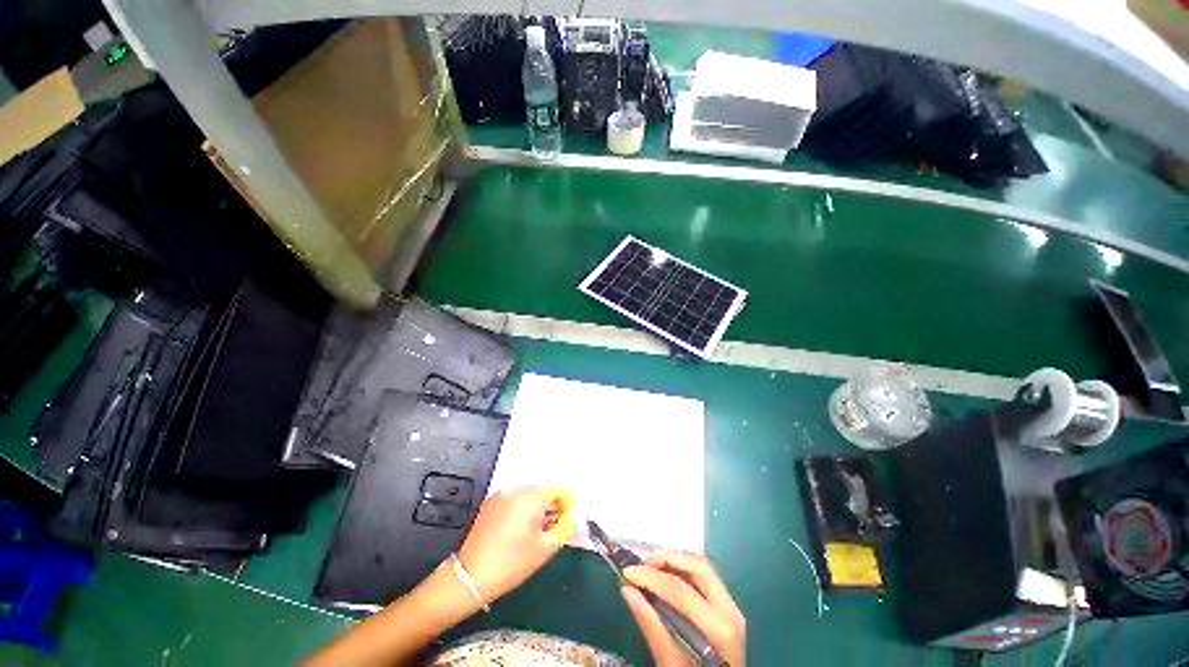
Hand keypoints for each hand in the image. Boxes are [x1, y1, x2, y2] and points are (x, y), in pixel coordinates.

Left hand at [456, 486, 570, 603]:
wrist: (470, 577)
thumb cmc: (511, 563)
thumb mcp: (545, 548)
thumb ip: (563, 529)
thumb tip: (569, 520)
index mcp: (531, 496)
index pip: (558, 490)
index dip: (566, 505)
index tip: (566, 520)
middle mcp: (515, 489)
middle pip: (542, 491)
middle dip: (550, 506)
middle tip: (553, 528)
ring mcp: (500, 495)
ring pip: (527, 496)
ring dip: (536, 508)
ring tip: (535, 531)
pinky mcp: (489, 504)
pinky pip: (512, 500)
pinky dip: (520, 510)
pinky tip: (518, 531)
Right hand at [621, 551, 745, 666]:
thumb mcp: (670, 663)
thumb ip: (651, 626)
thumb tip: (628, 590)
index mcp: (718, 627)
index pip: (680, 590)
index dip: (651, 577)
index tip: (627, 572)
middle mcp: (729, 610)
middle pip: (697, 567)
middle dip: (667, 559)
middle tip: (642, 564)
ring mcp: (731, 606)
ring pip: (702, 567)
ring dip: (675, 561)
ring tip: (651, 567)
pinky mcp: (727, 606)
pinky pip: (704, 577)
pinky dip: (683, 570)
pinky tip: (666, 575)